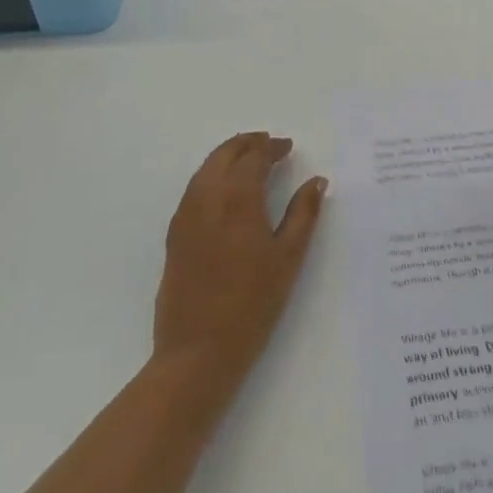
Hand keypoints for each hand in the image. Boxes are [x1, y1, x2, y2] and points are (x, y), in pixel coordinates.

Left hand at [153, 133, 326, 392]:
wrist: (198, 349)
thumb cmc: (253, 304)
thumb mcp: (289, 258)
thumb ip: (304, 214)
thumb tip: (317, 181)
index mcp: (238, 198)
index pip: (254, 157)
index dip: (271, 147)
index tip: (288, 146)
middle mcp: (207, 197)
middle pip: (225, 154)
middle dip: (248, 144)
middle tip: (269, 144)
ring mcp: (186, 215)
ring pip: (206, 169)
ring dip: (227, 156)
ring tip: (249, 159)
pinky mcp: (175, 234)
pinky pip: (194, 188)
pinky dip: (212, 175)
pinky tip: (225, 189)